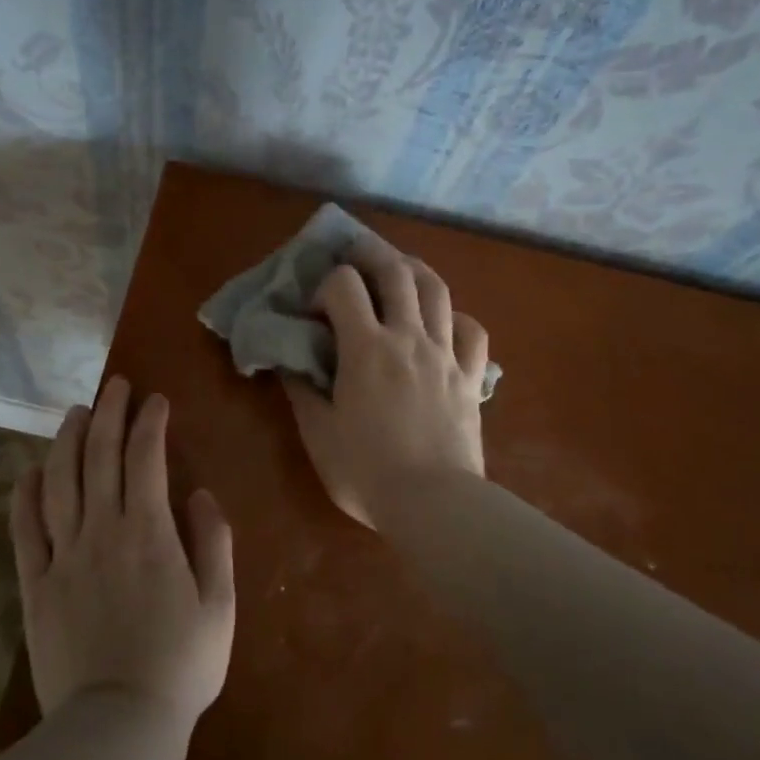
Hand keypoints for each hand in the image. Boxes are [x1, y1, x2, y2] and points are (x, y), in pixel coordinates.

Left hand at [10, 376, 235, 727]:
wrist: (118, 724)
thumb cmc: (181, 667)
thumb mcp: (219, 606)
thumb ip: (213, 543)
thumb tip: (199, 494)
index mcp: (149, 533)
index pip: (146, 459)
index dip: (149, 423)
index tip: (155, 401)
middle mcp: (102, 532)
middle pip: (99, 457)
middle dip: (108, 414)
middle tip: (114, 387)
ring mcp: (63, 556)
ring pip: (59, 482)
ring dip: (67, 441)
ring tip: (74, 413)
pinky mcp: (36, 584)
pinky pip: (25, 530)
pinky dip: (26, 495)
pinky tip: (30, 471)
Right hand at [283, 238, 487, 529]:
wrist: (434, 504)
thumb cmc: (366, 471)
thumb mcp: (317, 433)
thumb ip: (300, 390)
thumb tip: (288, 361)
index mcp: (366, 348)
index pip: (344, 285)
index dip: (325, 285)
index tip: (314, 311)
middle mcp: (408, 338)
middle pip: (396, 271)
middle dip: (371, 255)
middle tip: (355, 257)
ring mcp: (445, 354)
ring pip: (437, 290)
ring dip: (414, 270)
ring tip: (398, 271)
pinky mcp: (471, 377)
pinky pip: (471, 331)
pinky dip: (454, 317)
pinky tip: (442, 323)